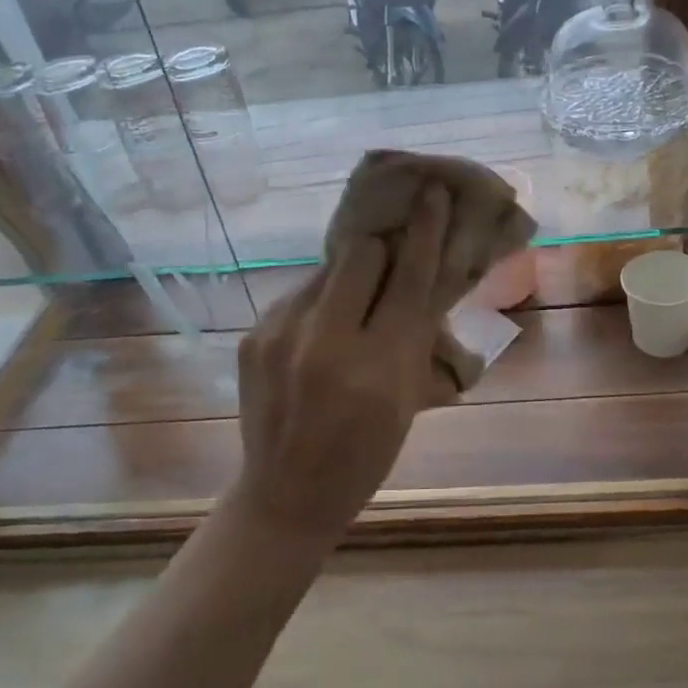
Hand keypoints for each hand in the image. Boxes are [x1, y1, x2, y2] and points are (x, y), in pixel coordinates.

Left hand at [231, 184, 457, 540]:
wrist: (287, 495)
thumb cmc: (365, 454)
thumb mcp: (407, 400)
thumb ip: (415, 334)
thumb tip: (425, 274)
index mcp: (376, 368)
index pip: (409, 278)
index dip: (426, 230)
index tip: (433, 193)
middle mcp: (325, 342)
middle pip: (361, 253)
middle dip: (381, 252)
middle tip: (389, 268)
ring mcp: (280, 335)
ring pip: (327, 270)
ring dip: (349, 278)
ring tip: (350, 308)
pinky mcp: (253, 334)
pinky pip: (299, 294)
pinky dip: (320, 303)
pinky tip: (319, 336)